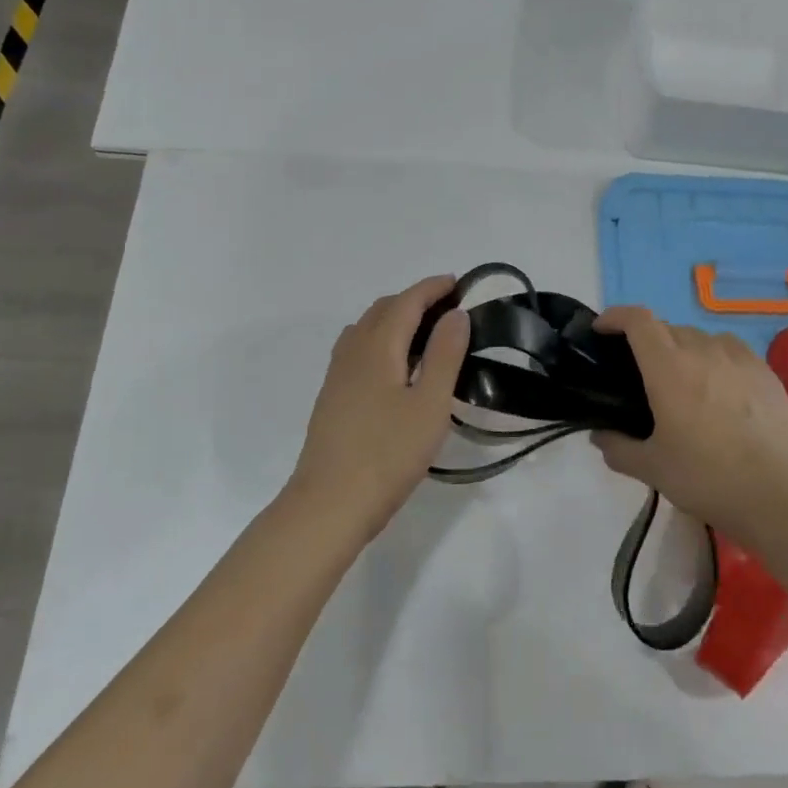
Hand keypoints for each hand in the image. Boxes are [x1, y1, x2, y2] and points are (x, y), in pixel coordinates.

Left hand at [289, 276, 470, 541]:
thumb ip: (444, 355)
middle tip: (448, 310)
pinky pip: (357, 350)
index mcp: (377, 347)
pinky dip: (380, 340)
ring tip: (424, 335)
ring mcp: (337, 376)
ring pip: (365, 329)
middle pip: (383, 309)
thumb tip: (455, 314)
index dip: (432, 288)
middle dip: (415, 300)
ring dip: (395, 319)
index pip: (406, 302)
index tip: (458, 283)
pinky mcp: (332, 398)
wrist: (329, 505)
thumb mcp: (430, 405)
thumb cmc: (388, 454)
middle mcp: (352, 351)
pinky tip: (394, 368)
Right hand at [592, 307, 787, 541]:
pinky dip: (716, 357)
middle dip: (648, 340)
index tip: (603, 330)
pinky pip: (732, 350)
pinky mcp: (766, 372)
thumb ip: (618, 448)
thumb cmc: (705, 477)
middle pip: (668, 328)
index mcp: (668, 367)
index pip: (637, 320)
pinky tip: (721, 385)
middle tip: (641, 371)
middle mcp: (702, 350)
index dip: (616, 316)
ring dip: (683, 348)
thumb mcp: (651, 468)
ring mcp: (738, 358)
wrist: (777, 494)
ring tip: (683, 378)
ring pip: (701, 337)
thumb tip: (600, 436)